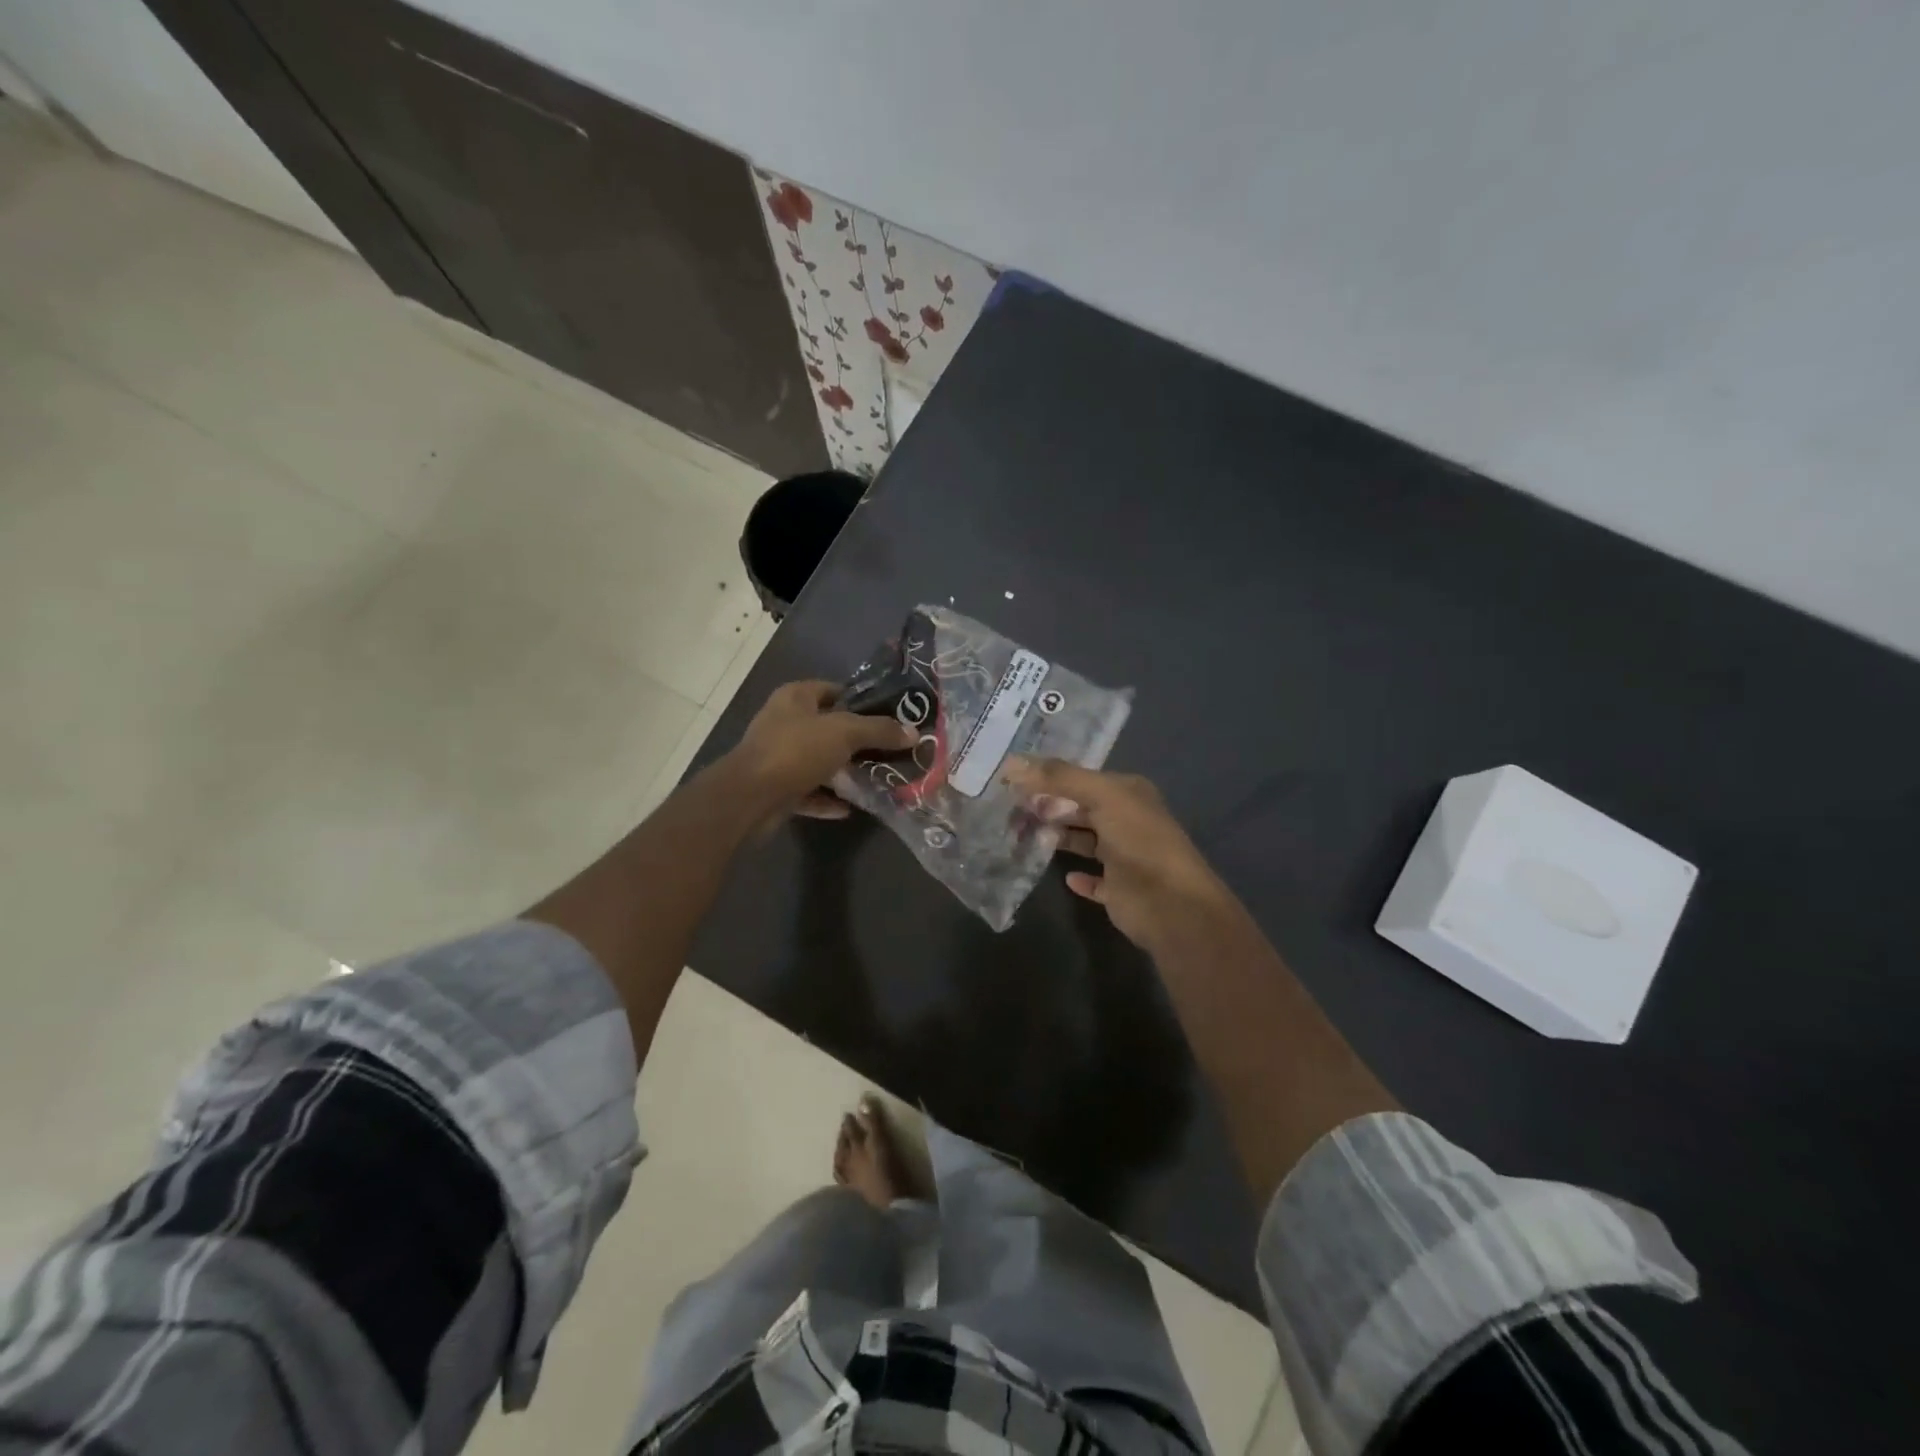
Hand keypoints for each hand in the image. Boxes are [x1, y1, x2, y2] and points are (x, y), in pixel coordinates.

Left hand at [729, 680, 915, 819]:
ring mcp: (778, 757)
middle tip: (890, 749)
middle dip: (857, 740)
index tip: (890, 715)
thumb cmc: (796, 751)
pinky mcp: (776, 789)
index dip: (861, 700)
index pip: (833, 689)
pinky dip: (828, 799)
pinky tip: (851, 807)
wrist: (750, 798)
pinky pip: (809, 792)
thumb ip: (879, 730)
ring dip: (844, 771)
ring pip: (819, 761)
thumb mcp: (845, 733)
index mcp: (795, 698)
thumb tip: (913, 733)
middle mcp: (784, 723)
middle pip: (828, 728)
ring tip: (877, 778)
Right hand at [1003, 758, 1235, 950]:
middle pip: (1081, 809)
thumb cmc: (1139, 842)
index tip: (1013, 784)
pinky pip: (1095, 880)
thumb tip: (1012, 762)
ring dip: (1060, 839)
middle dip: (1050, 808)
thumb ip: (1059, 778)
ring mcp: (1125, 857)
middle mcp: (1128, 820)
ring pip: (1085, 842)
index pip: (1082, 779)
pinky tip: (1064, 876)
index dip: (1050, 779)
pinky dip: (1079, 877)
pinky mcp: (1120, 890)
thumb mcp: (1102, 797)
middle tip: (1012, 811)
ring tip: (1024, 837)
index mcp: (1129, 793)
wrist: (1172, 905)